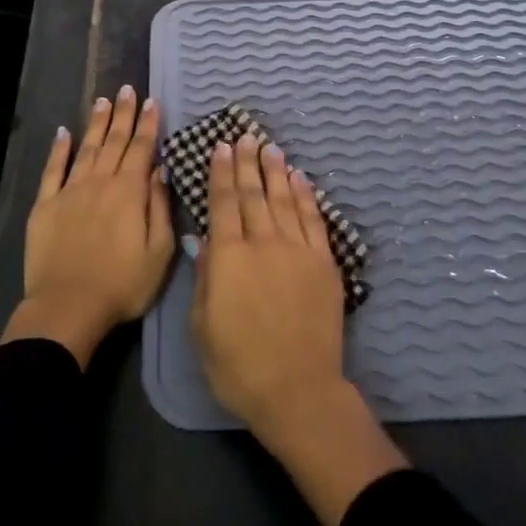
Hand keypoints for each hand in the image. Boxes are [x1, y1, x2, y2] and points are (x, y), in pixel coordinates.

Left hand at [1, 85, 173, 367]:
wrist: (68, 307)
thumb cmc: (122, 284)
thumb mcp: (159, 252)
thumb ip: (160, 207)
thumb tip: (160, 171)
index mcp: (130, 192)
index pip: (141, 149)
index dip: (148, 124)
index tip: (152, 101)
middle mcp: (100, 182)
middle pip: (114, 141)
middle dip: (123, 114)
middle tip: (128, 89)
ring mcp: (70, 191)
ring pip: (87, 148)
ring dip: (96, 124)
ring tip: (103, 101)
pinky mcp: (46, 205)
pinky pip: (53, 170)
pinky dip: (58, 149)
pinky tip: (63, 133)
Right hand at [192, 135, 406, 525]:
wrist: (297, 390)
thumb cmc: (238, 365)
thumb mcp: (202, 326)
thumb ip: (205, 277)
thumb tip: (204, 240)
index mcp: (229, 257)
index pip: (224, 204)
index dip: (221, 174)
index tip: (221, 148)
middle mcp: (263, 243)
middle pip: (253, 194)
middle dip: (247, 163)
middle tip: (244, 136)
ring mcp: (297, 250)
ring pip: (284, 200)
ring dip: (276, 171)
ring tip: (270, 147)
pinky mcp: (324, 263)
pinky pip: (314, 220)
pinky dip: (306, 196)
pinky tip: (300, 179)